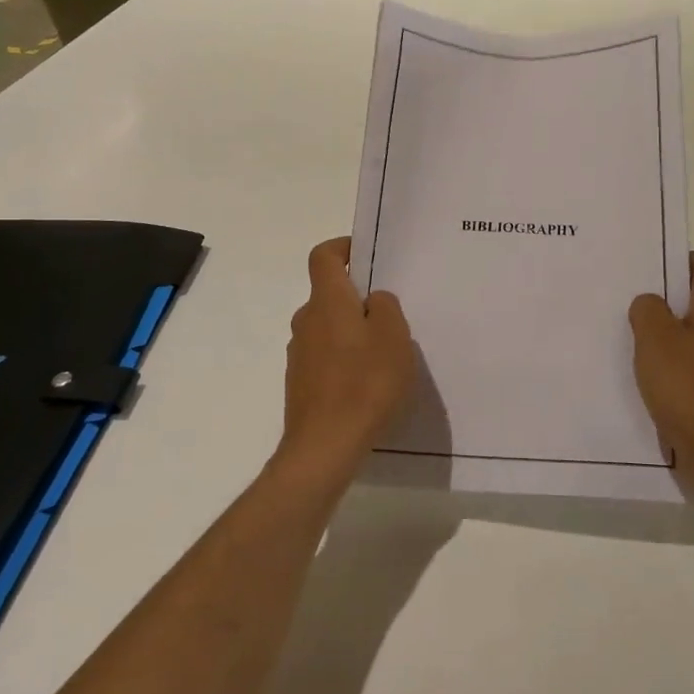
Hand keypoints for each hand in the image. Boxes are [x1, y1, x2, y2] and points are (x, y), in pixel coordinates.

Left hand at [280, 237, 416, 475]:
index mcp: (327, 301)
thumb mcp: (394, 337)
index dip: (343, 247)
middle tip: (392, 316)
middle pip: (329, 295)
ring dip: (352, 332)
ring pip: (328, 328)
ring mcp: (299, 354)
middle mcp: (306, 321)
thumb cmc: (365, 383)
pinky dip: (345, 360)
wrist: (325, 446)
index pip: (323, 256)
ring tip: (385, 355)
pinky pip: (325, 357)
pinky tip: (367, 385)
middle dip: (358, 299)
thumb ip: (386, 307)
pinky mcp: (300, 383)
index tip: (367, 255)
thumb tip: (373, 300)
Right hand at [628, 252, 693, 489]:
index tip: (650, 273)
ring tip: (634, 339)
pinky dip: (673, 363)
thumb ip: (647, 309)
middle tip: (634, 304)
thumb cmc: (686, 386)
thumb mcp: (654, 337)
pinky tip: (648, 376)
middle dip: (668, 298)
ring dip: (668, 333)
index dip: (680, 260)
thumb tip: (650, 304)